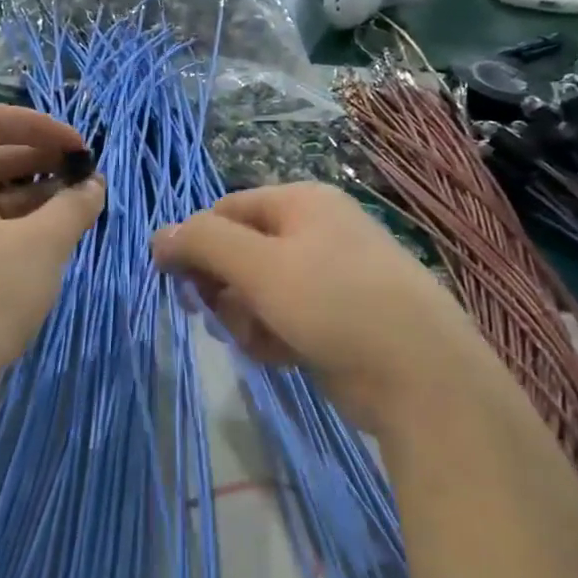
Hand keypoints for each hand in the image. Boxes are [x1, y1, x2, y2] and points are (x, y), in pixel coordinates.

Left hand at [0, 104, 104, 392]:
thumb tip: (95, 186)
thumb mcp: (42, 244)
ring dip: (33, 193)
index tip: (79, 147)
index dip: (39, 124)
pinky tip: (49, 238)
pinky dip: (16, 222)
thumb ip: (74, 206)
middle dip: (40, 159)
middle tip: (83, 177)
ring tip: (75, 208)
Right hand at [151, 183, 504, 441]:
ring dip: (245, 319)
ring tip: (261, 340)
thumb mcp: (259, 266)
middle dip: (222, 288)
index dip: (194, 243)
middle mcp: (313, 231)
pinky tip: (283, 355)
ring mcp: (326, 277)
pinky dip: (272, 337)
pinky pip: (280, 319)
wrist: (418, 374)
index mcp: (300, 202)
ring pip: (254, 292)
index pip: (223, 210)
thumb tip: (159, 235)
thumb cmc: (333, 304)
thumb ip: (203, 243)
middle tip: (213, 315)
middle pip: (237, 253)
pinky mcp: (332, 318)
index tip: (175, 281)